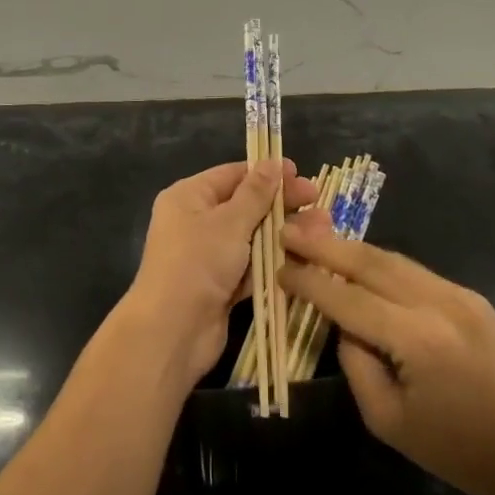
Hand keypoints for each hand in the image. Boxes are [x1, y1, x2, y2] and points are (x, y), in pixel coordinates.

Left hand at [123, 159, 318, 385]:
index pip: (232, 175)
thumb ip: (255, 193)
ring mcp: (209, 256)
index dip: (266, 173)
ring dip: (284, 233)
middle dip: (281, 204)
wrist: (172, 332)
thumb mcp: (229, 222)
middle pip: (245, 205)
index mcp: (189, 197)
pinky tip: (307, 257)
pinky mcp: (222, 286)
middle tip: (317, 201)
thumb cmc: (197, 263)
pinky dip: (275, 262)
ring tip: (323, 228)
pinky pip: (253, 266)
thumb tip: (272, 162)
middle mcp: (196, 221)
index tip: (300, 174)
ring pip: (253, 237)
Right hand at [279, 228, 494, 494]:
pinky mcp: (470, 295)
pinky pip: (414, 271)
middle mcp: (438, 303)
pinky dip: (379, 263)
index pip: (348, 299)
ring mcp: (459, 294)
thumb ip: (355, 362)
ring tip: (315, 236)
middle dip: (325, 245)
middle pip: (369, 263)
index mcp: (417, 340)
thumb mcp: (386, 420)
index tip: (279, 268)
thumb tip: (342, 322)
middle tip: (289, 231)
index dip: (310, 282)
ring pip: (392, 259)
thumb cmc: (454, 451)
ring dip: (351, 248)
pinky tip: (358, 261)